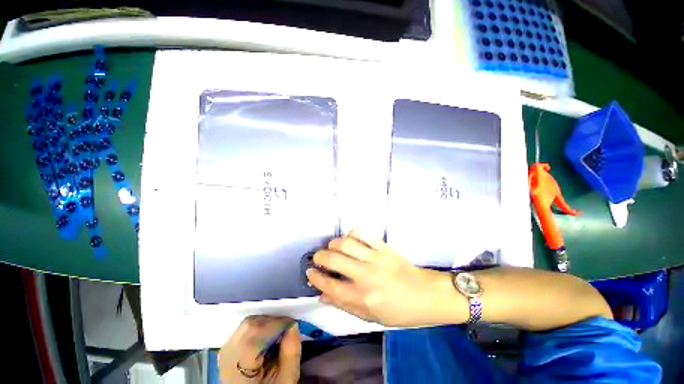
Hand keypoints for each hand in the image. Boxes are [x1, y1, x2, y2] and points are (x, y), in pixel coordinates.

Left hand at [219, 316, 300, 383]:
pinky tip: (266, 338)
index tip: (293, 324)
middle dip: (272, 322)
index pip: (257, 334)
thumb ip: (291, 353)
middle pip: (251, 325)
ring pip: (247, 324)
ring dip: (265, 323)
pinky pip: (244, 329)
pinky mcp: (227, 349)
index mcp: (239, 367)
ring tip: (277, 334)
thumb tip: (293, 325)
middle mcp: (227, 356)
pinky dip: (258, 328)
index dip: (278, 324)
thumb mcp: (286, 378)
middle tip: (286, 329)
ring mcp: (225, 351)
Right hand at [307, 230, 457, 326]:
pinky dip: (352, 234)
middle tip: (318, 258)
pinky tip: (350, 240)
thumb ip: (344, 304)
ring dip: (333, 244)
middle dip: (319, 257)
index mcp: (362, 298)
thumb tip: (323, 294)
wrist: (425, 295)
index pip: (330, 286)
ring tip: (332, 248)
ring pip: (345, 243)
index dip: (316, 278)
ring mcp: (375, 258)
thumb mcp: (370, 316)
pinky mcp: (383, 246)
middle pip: (333, 260)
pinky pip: (362, 234)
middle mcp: (366, 276)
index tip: (310, 272)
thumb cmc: (398, 311)